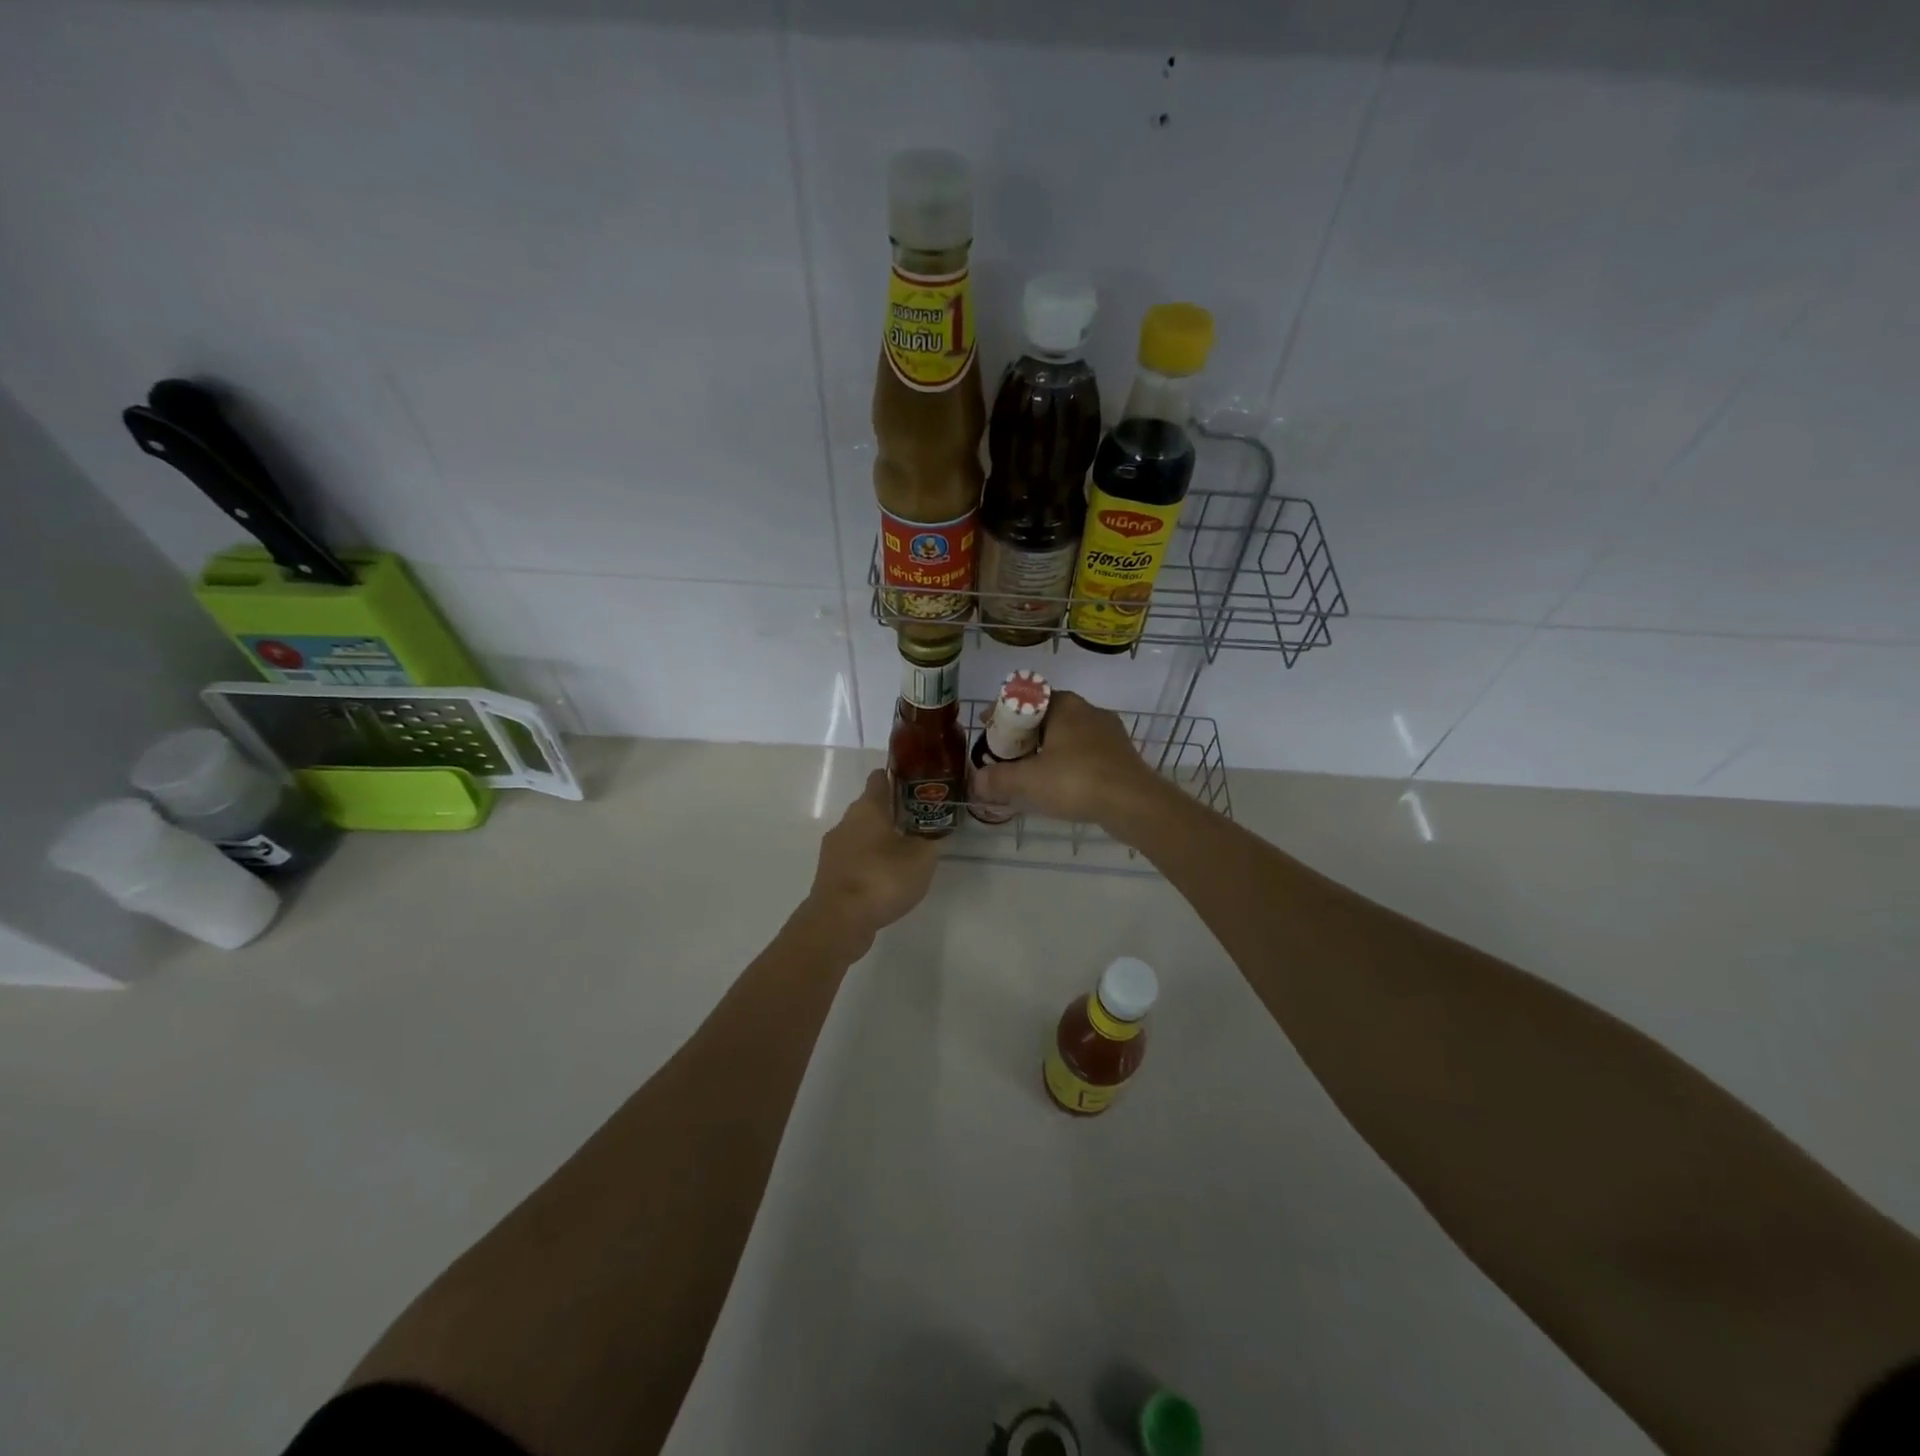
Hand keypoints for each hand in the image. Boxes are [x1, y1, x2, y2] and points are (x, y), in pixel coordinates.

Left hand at [801, 769, 938, 955]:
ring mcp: (834, 849)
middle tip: (921, 823)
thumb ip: (931, 839)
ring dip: (881, 839)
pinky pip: (855, 858)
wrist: (839, 921)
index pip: (880, 778)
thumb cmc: (882, 878)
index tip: (919, 785)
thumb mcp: (922, 857)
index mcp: (867, 807)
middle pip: (871, 807)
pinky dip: (870, 862)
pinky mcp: (830, 874)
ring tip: (907, 853)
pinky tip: (887, 878)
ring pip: (861, 834)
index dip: (899, 777)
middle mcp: (846, 821)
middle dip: (894, 813)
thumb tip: (934, 830)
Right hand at [972, 691, 1165, 829]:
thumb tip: (975, 782)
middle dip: (1024, 733)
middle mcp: (1088, 710)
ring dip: (1046, 749)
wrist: (1133, 803)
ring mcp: (1109, 732)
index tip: (988, 727)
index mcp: (1065, 705)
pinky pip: (1085, 753)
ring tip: (1029, 771)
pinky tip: (1059, 785)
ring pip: (1067, 735)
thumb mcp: (1028, 780)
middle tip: (1006, 753)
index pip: (1026, 696)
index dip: (1003, 711)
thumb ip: (998, 779)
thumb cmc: (1076, 780)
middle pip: (1046, 716)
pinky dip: (1067, 763)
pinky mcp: (1121, 755)